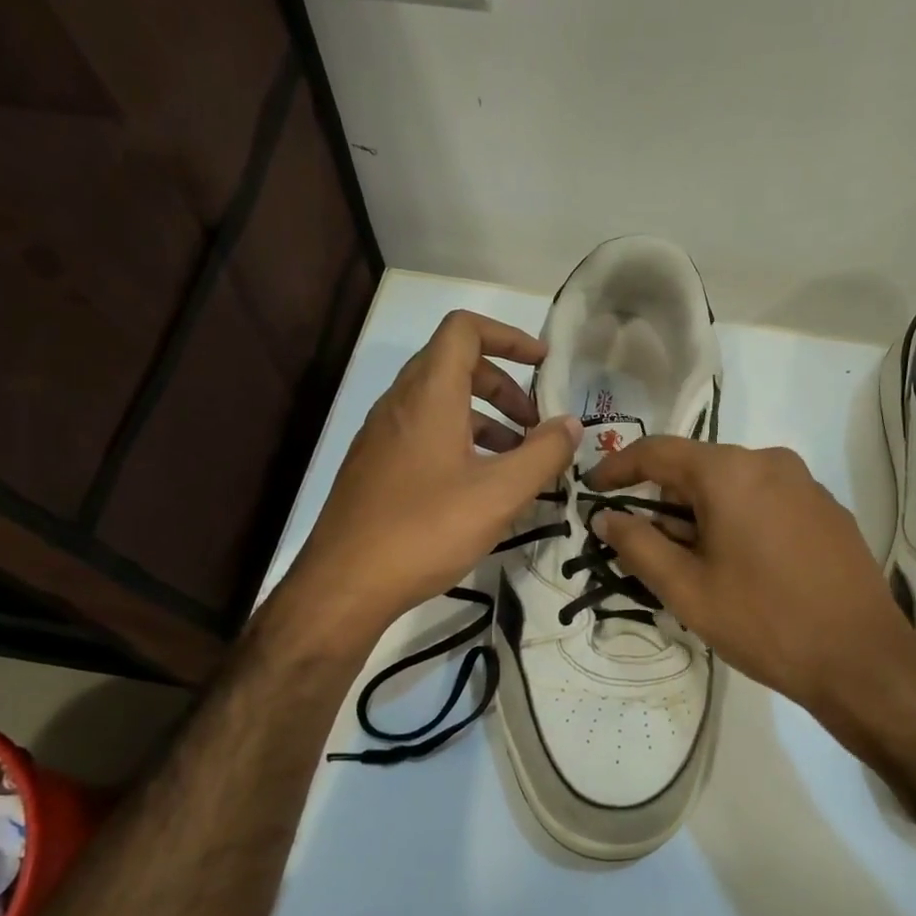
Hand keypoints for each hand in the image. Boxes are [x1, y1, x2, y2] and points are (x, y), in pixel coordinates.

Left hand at [286, 310, 577, 643]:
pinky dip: (459, 440)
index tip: (543, 363)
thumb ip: (543, 454)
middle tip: (535, 424)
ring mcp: (382, 435)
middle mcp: (400, 404)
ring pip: (439, 403)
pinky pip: (423, 432)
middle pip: (454, 365)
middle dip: (503, 385)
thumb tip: (571, 424)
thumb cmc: (426, 530)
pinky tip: (478, 486)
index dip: (508, 336)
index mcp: (429, 396)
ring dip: (484, 417)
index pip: (464, 330)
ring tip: (515, 460)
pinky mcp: (375, 466)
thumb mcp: (500, 494)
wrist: (345, 584)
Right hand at [587, 438, 915, 712]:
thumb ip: (638, 544)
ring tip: (699, 567)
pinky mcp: (828, 510)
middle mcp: (770, 461)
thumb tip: (606, 516)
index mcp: (730, 472)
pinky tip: (745, 568)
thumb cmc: (764, 622)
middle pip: (698, 468)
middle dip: (666, 502)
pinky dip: (740, 520)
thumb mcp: (687, 590)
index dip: (618, 467)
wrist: (862, 659)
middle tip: (650, 549)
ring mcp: (806, 484)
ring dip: (704, 514)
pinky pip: (767, 500)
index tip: (593, 489)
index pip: (657, 452)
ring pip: (734, 485)